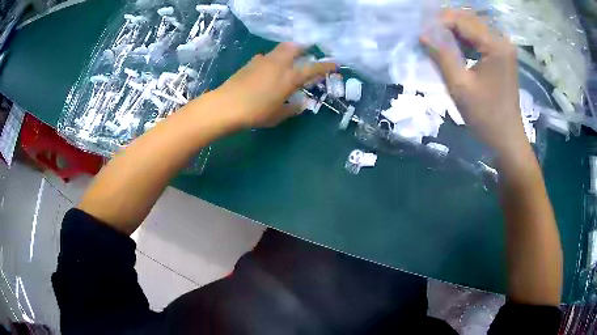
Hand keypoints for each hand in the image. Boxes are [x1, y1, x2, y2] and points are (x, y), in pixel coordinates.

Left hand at [215, 42, 335, 128]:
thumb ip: (293, 108)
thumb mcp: (278, 115)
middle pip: (294, 47)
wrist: (226, 105)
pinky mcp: (250, 63)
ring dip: (287, 52)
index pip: (312, 68)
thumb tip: (302, 103)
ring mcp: (263, 61)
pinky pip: (267, 56)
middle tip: (307, 53)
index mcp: (289, 77)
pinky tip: (268, 69)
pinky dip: (273, 59)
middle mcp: (278, 64)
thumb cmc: (256, 113)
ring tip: (287, 62)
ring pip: (279, 49)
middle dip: (303, 47)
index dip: (325, 65)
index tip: (334, 63)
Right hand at [422, 10, 526, 156]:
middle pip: (468, 19)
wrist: (507, 139)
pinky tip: (455, 48)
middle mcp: (502, 40)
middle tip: (428, 37)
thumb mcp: (459, 86)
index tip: (422, 34)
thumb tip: (423, 34)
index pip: (461, 20)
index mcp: (494, 45)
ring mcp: (504, 47)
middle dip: (445, 24)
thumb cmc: (485, 117)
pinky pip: (480, 37)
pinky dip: (465, 39)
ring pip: (473, 26)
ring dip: (454, 31)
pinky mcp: (503, 54)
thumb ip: (441, 55)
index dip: (438, 23)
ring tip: (438, 42)